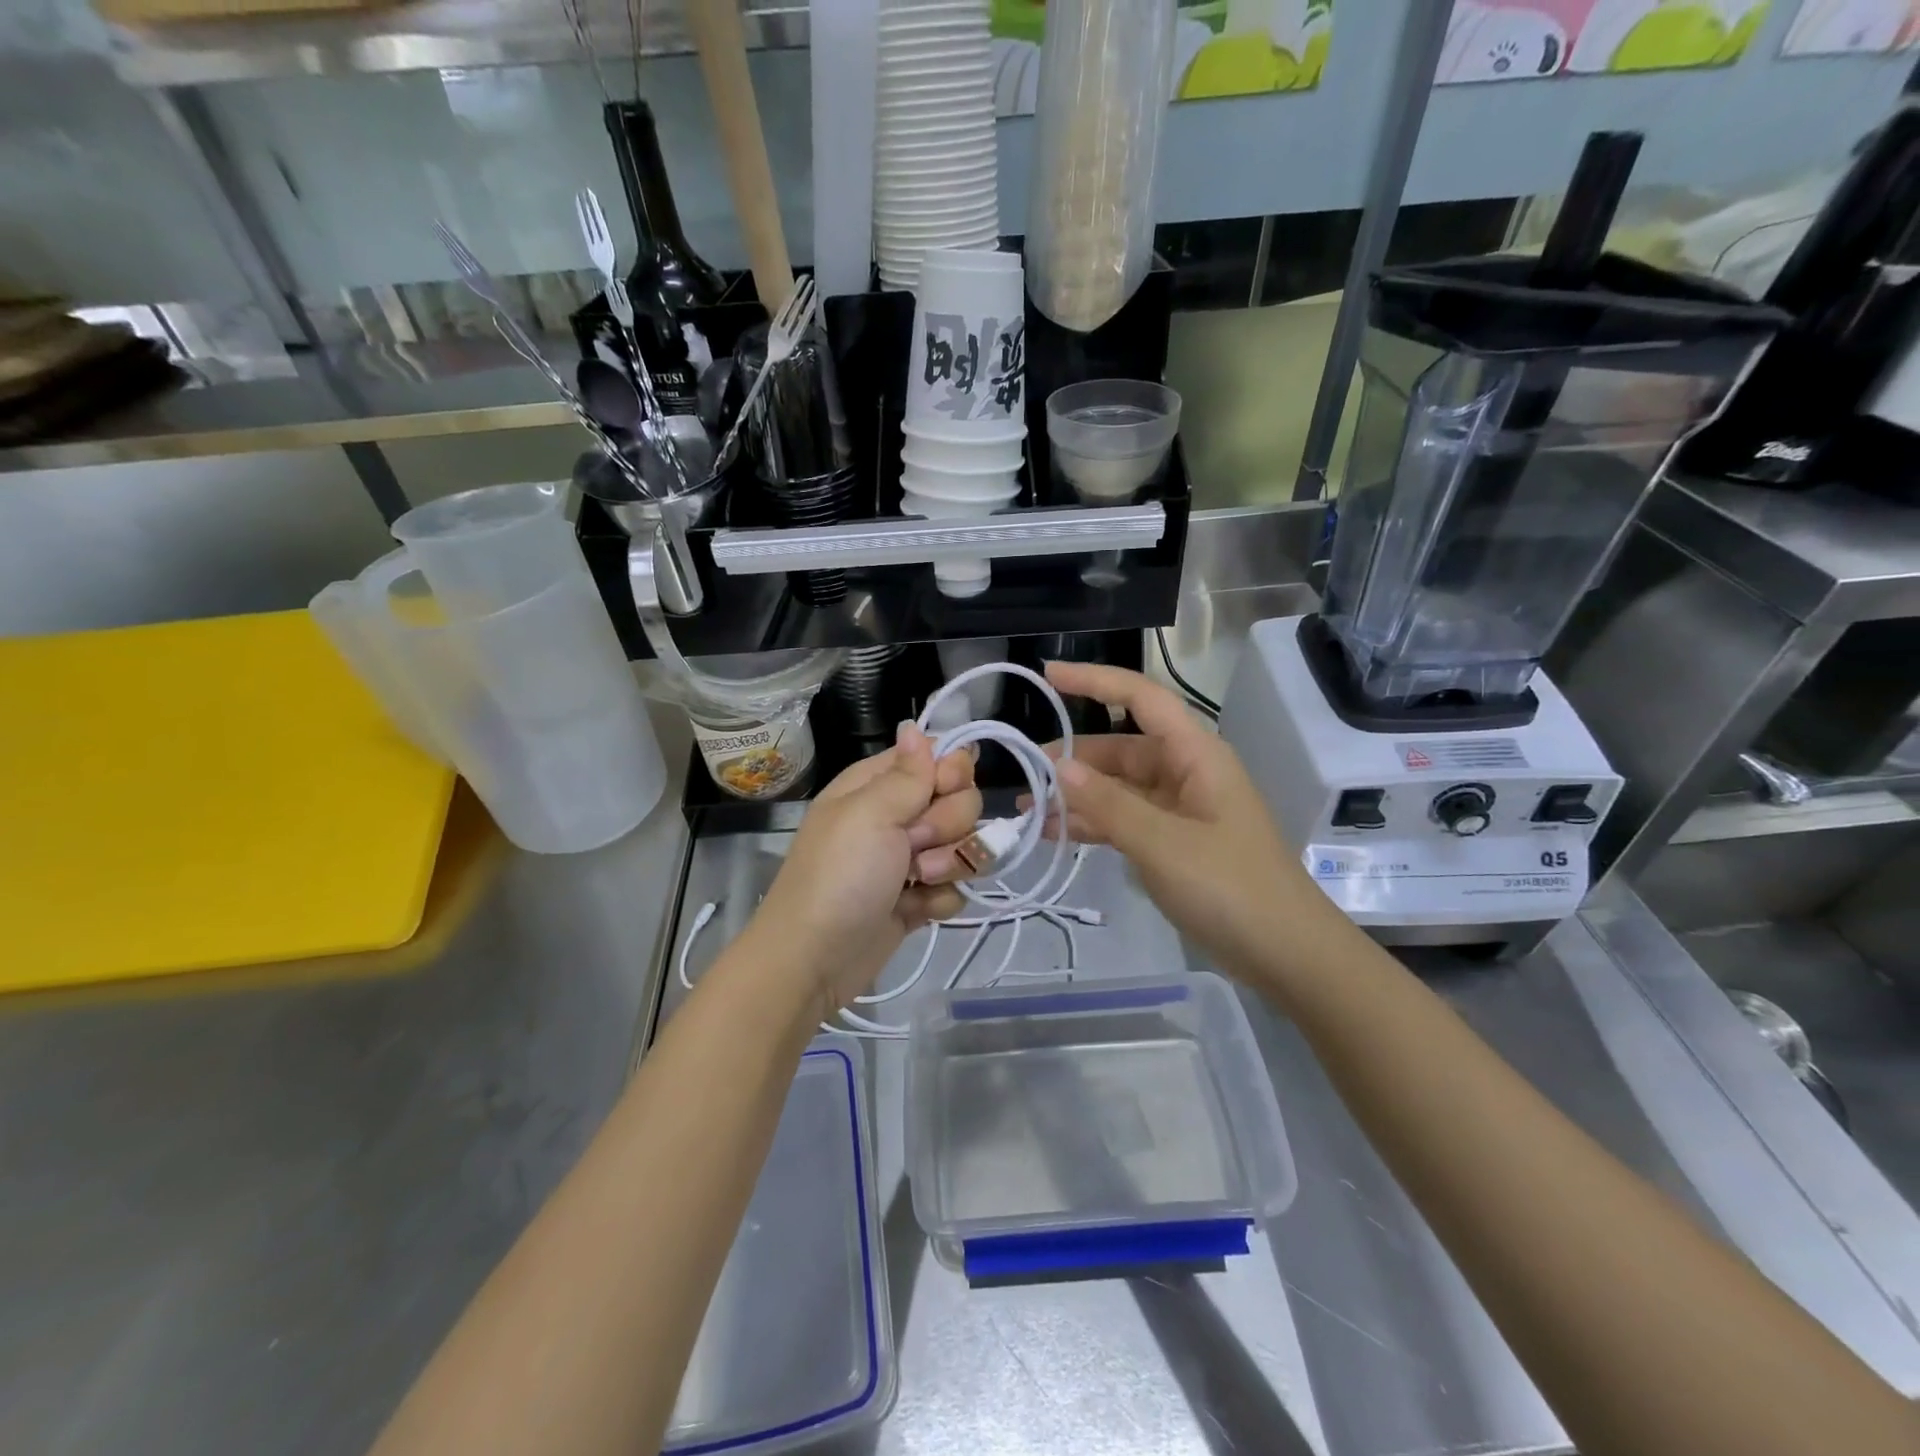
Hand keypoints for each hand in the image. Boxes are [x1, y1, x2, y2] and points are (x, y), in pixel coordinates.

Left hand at [749, 723, 980, 1018]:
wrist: (814, 959)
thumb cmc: (839, 876)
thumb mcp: (870, 814)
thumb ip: (908, 774)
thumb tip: (915, 727)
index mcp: (879, 785)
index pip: (939, 757)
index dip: (952, 772)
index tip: (942, 790)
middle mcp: (897, 815)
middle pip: (961, 801)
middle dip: (949, 826)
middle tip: (914, 846)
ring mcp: (909, 859)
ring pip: (965, 845)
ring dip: (950, 864)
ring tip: (918, 881)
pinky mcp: (918, 898)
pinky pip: (956, 886)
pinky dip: (940, 899)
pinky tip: (915, 909)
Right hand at [1037, 661, 1317, 979]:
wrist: (1285, 953)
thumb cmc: (1230, 887)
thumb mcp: (1163, 843)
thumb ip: (1109, 803)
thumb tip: (1059, 766)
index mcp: (1196, 754)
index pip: (1141, 698)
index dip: (1095, 681)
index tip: (1048, 676)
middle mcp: (1186, 772)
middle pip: (1121, 749)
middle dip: (1073, 757)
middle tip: (1024, 772)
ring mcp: (1180, 810)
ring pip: (1118, 788)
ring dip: (1077, 796)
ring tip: (1026, 809)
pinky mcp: (1173, 843)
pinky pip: (1125, 820)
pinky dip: (1093, 825)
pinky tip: (1054, 834)